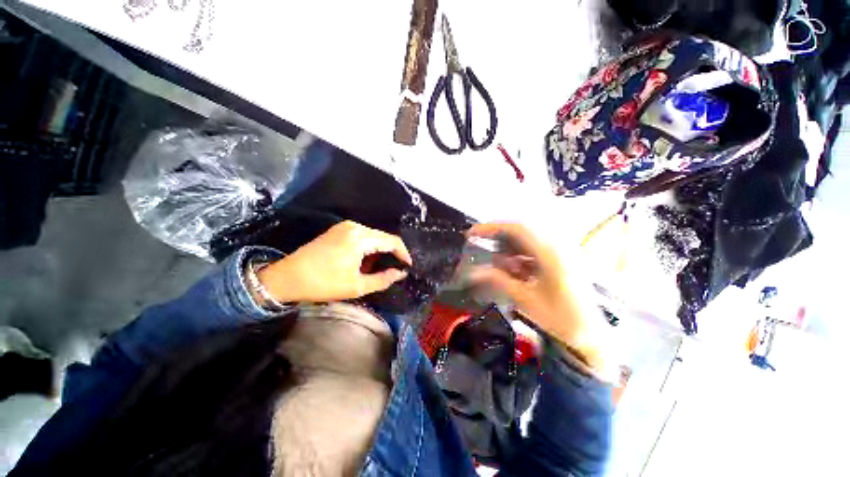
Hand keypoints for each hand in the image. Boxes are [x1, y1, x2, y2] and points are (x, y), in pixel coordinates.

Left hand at [258, 221, 411, 302]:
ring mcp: (345, 226)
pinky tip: (363, 261)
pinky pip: (362, 236)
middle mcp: (355, 227)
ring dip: (378, 251)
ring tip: (376, 268)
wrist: (286, 278)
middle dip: (391, 253)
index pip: (391, 241)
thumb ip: (383, 279)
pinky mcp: (338, 230)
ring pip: (373, 237)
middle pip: (383, 237)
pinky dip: (367, 248)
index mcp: (360, 237)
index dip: (403, 253)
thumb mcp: (356, 286)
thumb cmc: (323, 283)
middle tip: (394, 269)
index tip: (408, 266)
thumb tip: (400, 273)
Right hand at [468, 222, 606, 371]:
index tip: (472, 233)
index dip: (491, 228)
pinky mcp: (560, 260)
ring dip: (508, 250)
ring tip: (497, 265)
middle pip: (520, 232)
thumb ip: (498, 280)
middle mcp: (557, 246)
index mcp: (551, 253)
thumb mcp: (524, 299)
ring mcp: (560, 252)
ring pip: (526, 241)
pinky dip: (519, 257)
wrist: (591, 336)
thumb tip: (472, 272)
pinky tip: (513, 271)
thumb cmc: (560, 318)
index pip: (516, 229)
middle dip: (497, 238)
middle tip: (479, 245)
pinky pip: (534, 251)